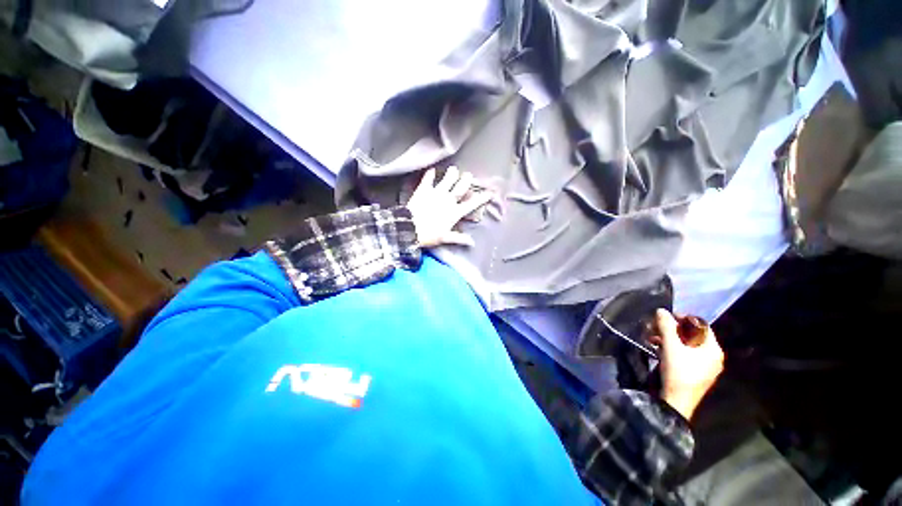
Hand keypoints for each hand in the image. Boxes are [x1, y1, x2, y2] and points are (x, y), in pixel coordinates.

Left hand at [406, 166, 491, 247]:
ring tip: (454, 169)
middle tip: (469, 175)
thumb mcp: (445, 238)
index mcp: (455, 212)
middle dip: (466, 180)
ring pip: (447, 180)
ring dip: (451, 174)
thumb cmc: (429, 235)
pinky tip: (432, 170)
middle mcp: (448, 200)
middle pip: (460, 187)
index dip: (481, 198)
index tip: (489, 193)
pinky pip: (428, 179)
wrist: (410, 228)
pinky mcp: (424, 190)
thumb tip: (471, 242)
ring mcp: (436, 193)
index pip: (471, 204)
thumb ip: (459, 238)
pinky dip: (430, 174)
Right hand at [652, 309, 723, 420]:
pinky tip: (658, 349)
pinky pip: (685, 354)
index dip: (683, 318)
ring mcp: (705, 366)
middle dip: (672, 329)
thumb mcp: (670, 346)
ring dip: (669, 338)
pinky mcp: (696, 373)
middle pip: (693, 335)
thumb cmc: (678, 371)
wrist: (677, 401)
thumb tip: (661, 310)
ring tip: (653, 338)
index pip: (701, 325)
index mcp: (713, 349)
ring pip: (687, 345)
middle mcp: (713, 356)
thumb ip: (666, 326)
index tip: (665, 317)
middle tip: (656, 327)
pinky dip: (672, 349)